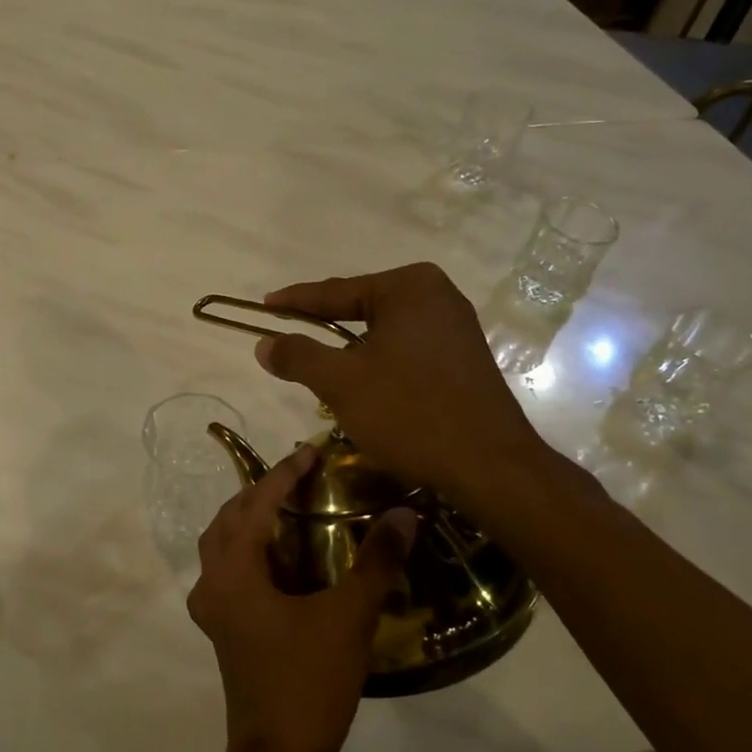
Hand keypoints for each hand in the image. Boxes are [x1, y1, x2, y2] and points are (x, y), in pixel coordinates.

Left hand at [187, 445, 416, 751]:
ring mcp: (212, 611)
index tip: (311, 451)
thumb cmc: (308, 680)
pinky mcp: (223, 631)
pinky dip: (250, 552)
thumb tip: (405, 513)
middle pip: (228, 520)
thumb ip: (377, 562)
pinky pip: (229, 573)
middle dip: (259, 492)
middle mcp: (212, 584)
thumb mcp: (349, 617)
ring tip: (287, 508)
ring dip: (249, 521)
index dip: (283, 474)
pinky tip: (281, 560)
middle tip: (298, 477)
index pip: (256, 505)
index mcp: (234, 572)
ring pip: (222, 547)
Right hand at [254, 263, 548, 509]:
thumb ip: (298, 356)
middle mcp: (437, 295)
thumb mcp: (341, 382)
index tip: (264, 305)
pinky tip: (365, 385)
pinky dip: (379, 363)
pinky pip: (407, 350)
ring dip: (352, 351)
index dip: (295, 301)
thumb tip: (264, 343)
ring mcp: (456, 326)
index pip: (336, 291)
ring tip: (320, 365)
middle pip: (362, 308)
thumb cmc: (409, 412)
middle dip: (324, 326)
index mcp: (408, 287)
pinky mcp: (464, 357)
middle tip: (288, 337)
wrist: (488, 464)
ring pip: (384, 332)